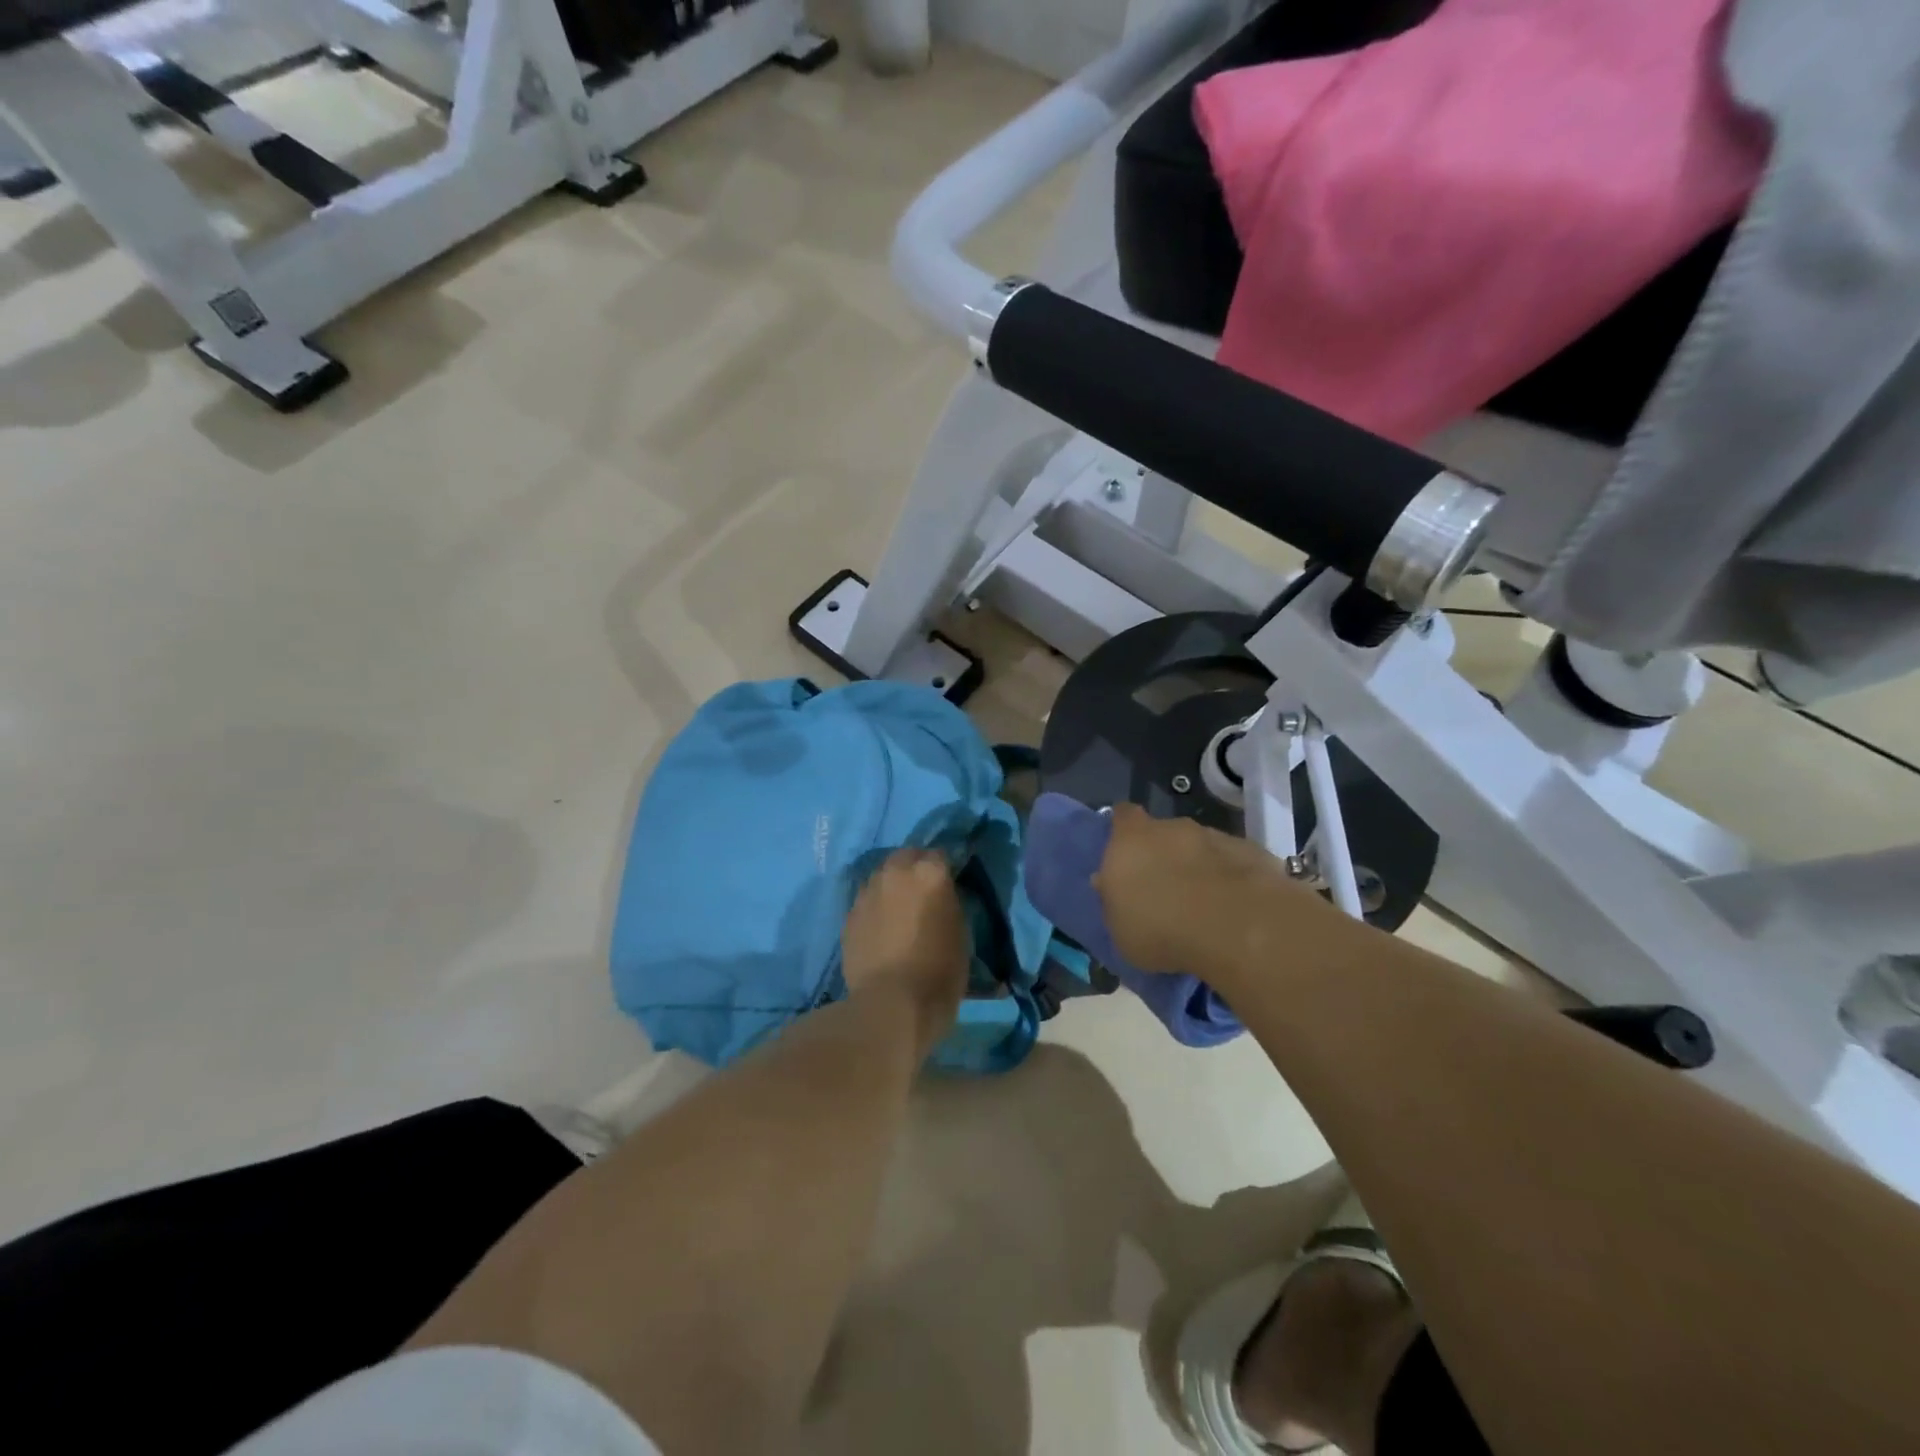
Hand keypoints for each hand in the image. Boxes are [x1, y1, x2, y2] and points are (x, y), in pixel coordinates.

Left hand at [841, 850, 969, 1058]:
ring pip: (881, 877)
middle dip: (914, 868)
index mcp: (929, 873)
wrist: (891, 1004)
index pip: (939, 855)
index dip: (944, 870)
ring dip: (891, 887)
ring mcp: (868, 892)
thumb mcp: (959, 933)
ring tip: (899, 912)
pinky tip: (881, 931)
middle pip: (906, 856)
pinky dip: (875, 909)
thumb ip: (947, 903)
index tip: (948, 885)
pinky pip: (866, 902)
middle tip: (922, 894)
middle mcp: (895, 872)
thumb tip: (939, 897)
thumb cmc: (939, 971)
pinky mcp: (849, 915)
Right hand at [1093, 803, 1339, 975]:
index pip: (1122, 816)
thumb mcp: (1120, 928)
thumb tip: (1107, 883)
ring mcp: (1214, 836)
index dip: (1124, 830)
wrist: (1235, 926)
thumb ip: (1114, 900)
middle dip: (1164, 855)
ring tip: (1204, 906)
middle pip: (1163, 833)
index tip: (1126, 852)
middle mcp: (1171, 828)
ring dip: (1199, 868)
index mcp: (1130, 839)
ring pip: (1200, 848)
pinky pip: (1232, 864)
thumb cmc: (1160, 928)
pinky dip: (1230, 880)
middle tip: (1166, 890)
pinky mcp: (1251, 852)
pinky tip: (1234, 910)